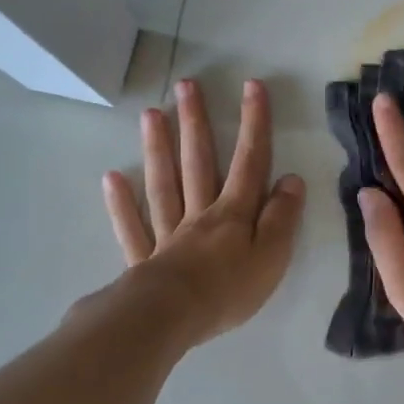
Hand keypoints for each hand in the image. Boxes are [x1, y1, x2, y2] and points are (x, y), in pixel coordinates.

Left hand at [102, 78, 305, 348]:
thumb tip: (291, 179)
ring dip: (158, 149)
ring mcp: (168, 234)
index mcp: (234, 214)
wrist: (172, 318)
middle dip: (196, 123)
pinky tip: (113, 177)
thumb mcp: (272, 256)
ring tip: (152, 114)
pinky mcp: (144, 260)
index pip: (249, 162)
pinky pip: (132, 226)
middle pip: (198, 162)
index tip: (252, 86)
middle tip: (187, 85)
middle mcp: (200, 214)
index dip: (254, 124)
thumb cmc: (229, 290)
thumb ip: (282, 217)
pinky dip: (122, 203)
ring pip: (163, 184)